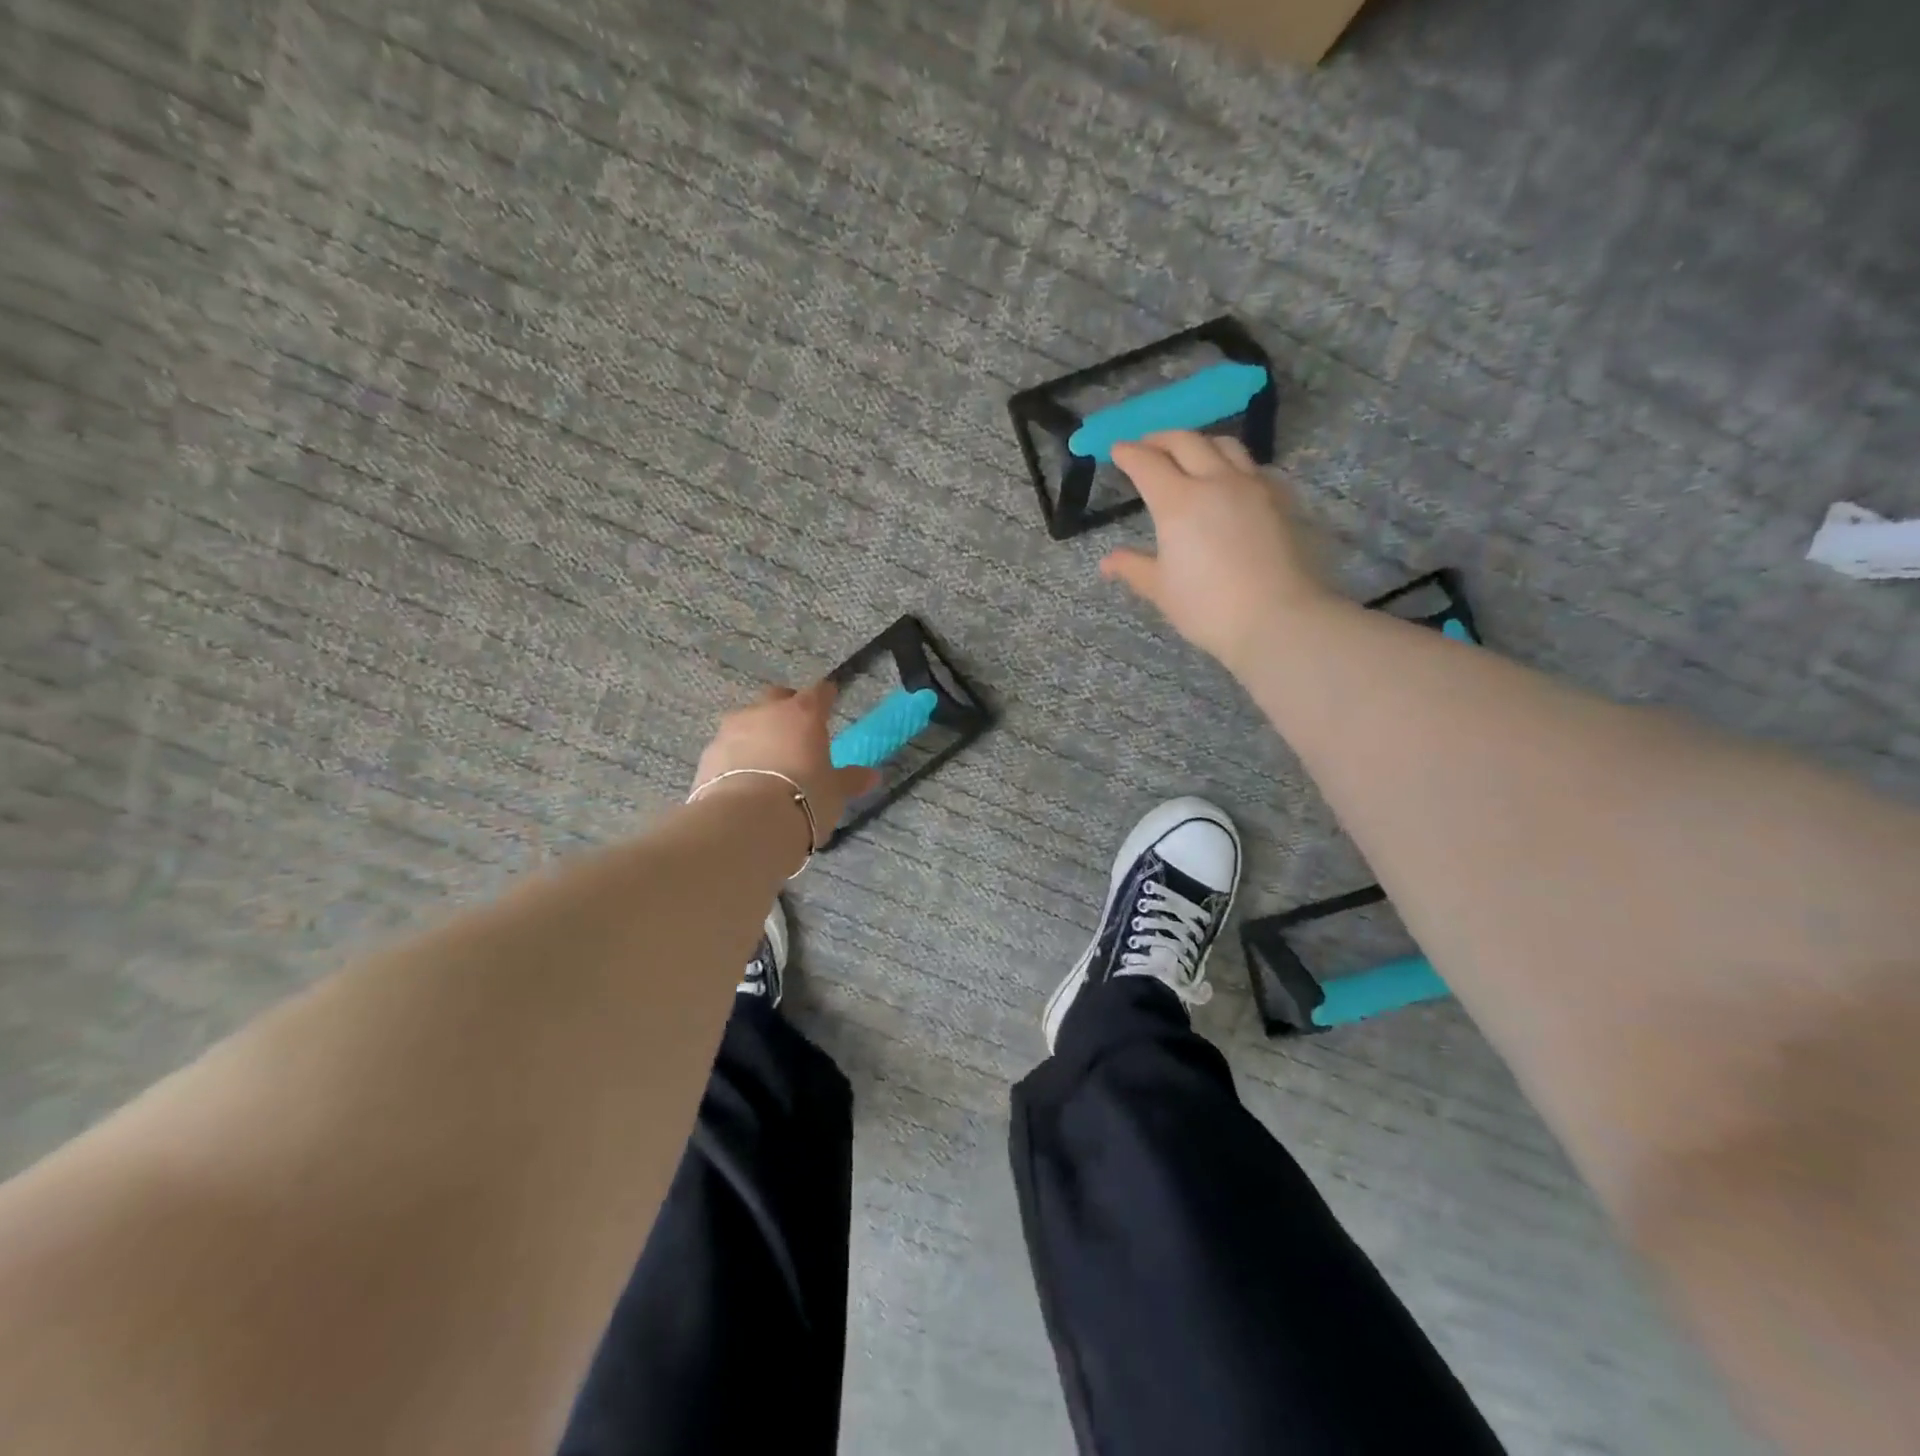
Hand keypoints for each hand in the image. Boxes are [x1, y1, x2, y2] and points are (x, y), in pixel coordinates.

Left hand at [693, 683, 879, 849]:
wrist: (745, 823)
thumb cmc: (804, 799)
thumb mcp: (835, 792)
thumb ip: (851, 780)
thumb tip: (872, 775)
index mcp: (803, 714)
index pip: (819, 693)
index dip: (826, 696)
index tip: (830, 699)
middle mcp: (765, 712)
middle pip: (777, 698)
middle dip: (786, 708)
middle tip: (796, 730)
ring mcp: (731, 731)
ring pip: (748, 722)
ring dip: (758, 733)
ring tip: (767, 759)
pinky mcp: (708, 755)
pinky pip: (728, 748)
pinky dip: (737, 757)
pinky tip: (744, 778)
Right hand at [1100, 431, 1338, 673]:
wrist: (1278, 618)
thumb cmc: (1208, 607)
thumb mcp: (1161, 590)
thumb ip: (1133, 567)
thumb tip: (1108, 562)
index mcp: (1178, 502)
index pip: (1147, 464)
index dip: (1128, 453)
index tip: (1117, 449)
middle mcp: (1215, 481)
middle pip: (1186, 442)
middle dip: (1161, 439)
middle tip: (1147, 446)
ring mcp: (1253, 486)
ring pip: (1225, 445)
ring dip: (1200, 443)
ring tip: (1190, 454)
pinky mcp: (1281, 498)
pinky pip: (1252, 466)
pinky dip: (1232, 463)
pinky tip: (1230, 481)